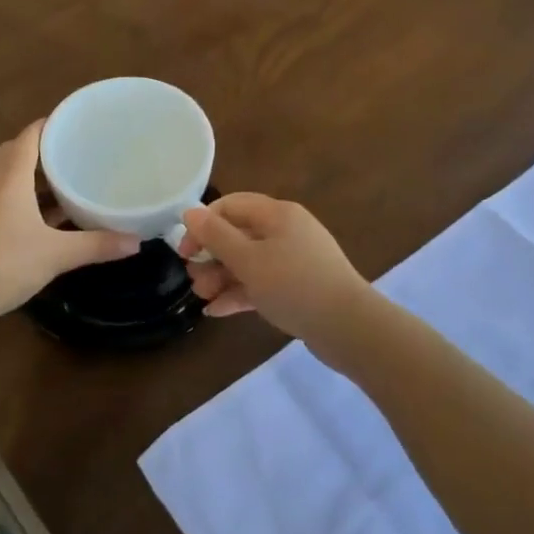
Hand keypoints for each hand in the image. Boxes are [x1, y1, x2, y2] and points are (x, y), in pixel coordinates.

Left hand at [0, 120, 140, 326]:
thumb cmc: (6, 264)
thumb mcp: (58, 254)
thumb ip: (98, 244)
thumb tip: (137, 241)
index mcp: (10, 178)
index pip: (29, 136)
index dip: (52, 124)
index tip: (79, 121)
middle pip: (17, 151)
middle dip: (45, 147)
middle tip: (76, 149)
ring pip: (10, 175)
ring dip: (35, 172)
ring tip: (69, 176)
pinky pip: (7, 196)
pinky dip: (28, 195)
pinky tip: (52, 213)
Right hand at [178, 193, 371, 344]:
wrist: (349, 327)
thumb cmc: (294, 285)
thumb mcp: (249, 260)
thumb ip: (216, 236)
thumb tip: (190, 212)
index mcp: (277, 214)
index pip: (231, 205)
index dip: (203, 224)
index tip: (185, 251)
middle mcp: (286, 231)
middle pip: (238, 234)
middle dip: (211, 256)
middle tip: (194, 280)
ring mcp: (294, 260)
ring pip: (248, 262)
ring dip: (221, 277)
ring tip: (203, 298)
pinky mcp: (297, 287)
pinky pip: (261, 283)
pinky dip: (239, 293)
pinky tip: (216, 311)